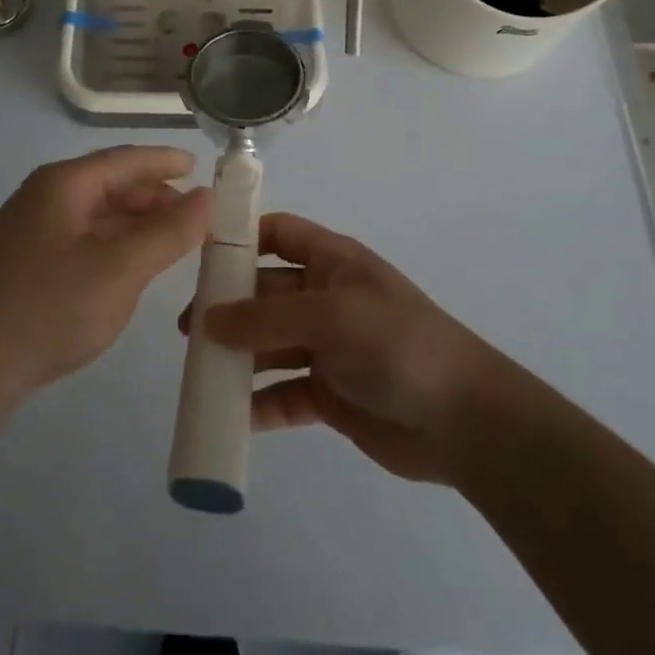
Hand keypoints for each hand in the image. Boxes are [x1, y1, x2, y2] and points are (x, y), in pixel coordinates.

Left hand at [0, 146, 211, 404]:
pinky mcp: (23, 266)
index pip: (125, 160)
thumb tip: (207, 197)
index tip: (199, 168)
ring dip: (135, 224)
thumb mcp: (119, 269)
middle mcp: (44, 198)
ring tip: (172, 242)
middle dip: (154, 197)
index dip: (165, 162)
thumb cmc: (47, 307)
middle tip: (196, 217)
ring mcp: (29, 232)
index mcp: (64, 184)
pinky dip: (114, 246)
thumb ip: (168, 232)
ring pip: (95, 216)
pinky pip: (81, 241)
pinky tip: (130, 268)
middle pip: (110, 185)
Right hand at [191, 214, 504, 484]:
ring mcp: (328, 348)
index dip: (242, 238)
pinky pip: (284, 393)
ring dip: (238, 357)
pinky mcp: (331, 395)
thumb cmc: (397, 344)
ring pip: (269, 345)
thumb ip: (266, 317)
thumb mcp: (330, 317)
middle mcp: (326, 298)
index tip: (200, 259)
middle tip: (189, 332)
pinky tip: (233, 416)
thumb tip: (208, 321)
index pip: (279, 233)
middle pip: (265, 292)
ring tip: (201, 374)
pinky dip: (259, 404)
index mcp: (332, 262)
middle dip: (228, 308)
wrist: (466, 421)